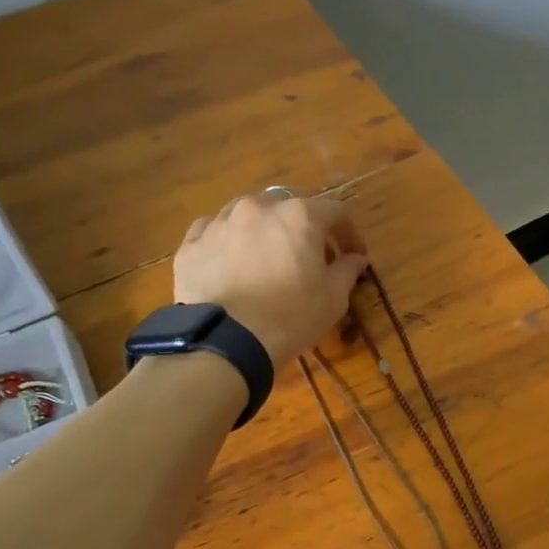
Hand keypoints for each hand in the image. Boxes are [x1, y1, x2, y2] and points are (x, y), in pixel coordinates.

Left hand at [173, 193, 368, 365]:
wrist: (227, 340)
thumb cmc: (291, 317)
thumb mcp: (333, 299)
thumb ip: (347, 271)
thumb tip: (356, 258)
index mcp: (299, 216)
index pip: (336, 213)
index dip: (349, 234)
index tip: (354, 256)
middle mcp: (258, 207)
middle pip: (289, 208)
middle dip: (303, 229)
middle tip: (309, 258)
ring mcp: (220, 221)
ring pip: (248, 215)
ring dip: (263, 231)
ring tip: (266, 259)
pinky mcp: (192, 243)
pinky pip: (214, 232)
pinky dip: (228, 242)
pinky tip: (232, 264)